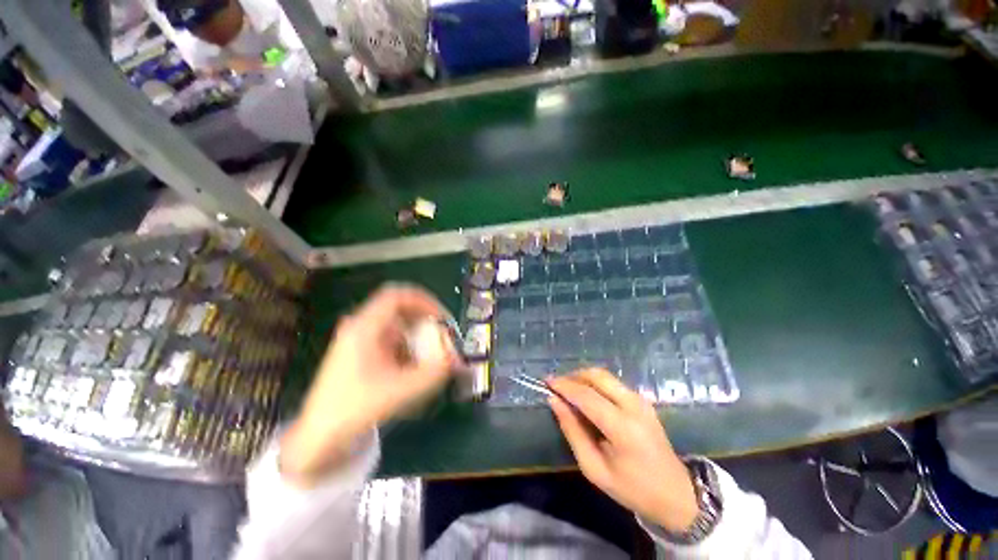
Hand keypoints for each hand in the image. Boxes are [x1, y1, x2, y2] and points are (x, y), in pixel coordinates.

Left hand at [280, 285, 460, 484]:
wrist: (319, 435)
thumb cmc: (355, 409)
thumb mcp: (399, 391)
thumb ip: (433, 374)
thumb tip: (457, 359)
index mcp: (364, 328)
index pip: (397, 296)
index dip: (424, 300)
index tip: (441, 318)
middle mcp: (360, 326)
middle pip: (399, 308)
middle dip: (425, 319)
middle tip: (442, 335)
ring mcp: (359, 338)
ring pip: (396, 324)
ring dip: (417, 333)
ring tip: (431, 353)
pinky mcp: (361, 351)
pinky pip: (390, 338)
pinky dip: (408, 345)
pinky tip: (414, 365)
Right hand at [548, 369, 698, 532]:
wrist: (677, 494)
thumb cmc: (632, 488)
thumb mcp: (595, 468)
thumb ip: (573, 432)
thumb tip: (554, 402)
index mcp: (623, 427)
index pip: (586, 395)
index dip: (564, 386)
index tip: (547, 382)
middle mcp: (633, 405)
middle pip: (597, 376)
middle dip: (573, 376)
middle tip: (557, 385)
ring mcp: (641, 400)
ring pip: (605, 375)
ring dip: (584, 377)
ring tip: (568, 390)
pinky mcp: (643, 400)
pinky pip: (613, 383)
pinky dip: (595, 383)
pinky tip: (587, 396)